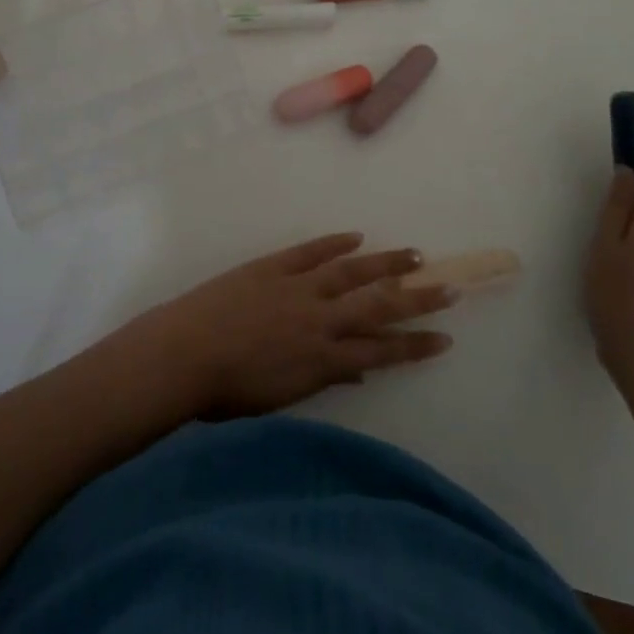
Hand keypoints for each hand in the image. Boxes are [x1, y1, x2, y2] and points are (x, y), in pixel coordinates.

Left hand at [109, 234, 455, 419]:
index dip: (415, 344)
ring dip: (386, 262)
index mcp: (323, 357)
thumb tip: (358, 372)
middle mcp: (320, 319)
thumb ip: (323, 379)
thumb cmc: (228, 390)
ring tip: (415, 254)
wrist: (183, 354)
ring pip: (352, 271)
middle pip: (378, 305)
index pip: (382, 351)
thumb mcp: (282, 396)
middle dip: (417, 297)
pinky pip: (311, 251)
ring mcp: (298, 286)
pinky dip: (334, 243)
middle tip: (450, 286)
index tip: (446, 337)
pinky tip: (356, 237)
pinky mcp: (273, 265)